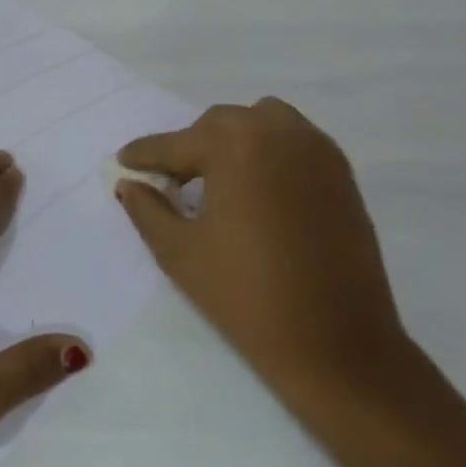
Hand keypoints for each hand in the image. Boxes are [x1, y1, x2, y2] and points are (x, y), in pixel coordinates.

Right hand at [117, 99, 413, 406]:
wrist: (336, 344)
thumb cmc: (246, 295)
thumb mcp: (179, 252)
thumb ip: (147, 209)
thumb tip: (129, 184)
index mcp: (235, 145)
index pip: (176, 144)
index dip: (145, 155)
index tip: (123, 160)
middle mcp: (277, 132)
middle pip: (219, 124)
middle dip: (190, 147)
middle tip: (172, 180)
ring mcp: (317, 151)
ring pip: (262, 122)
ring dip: (234, 140)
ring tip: (219, 178)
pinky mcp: (342, 175)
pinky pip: (295, 141)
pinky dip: (270, 151)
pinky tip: (258, 188)